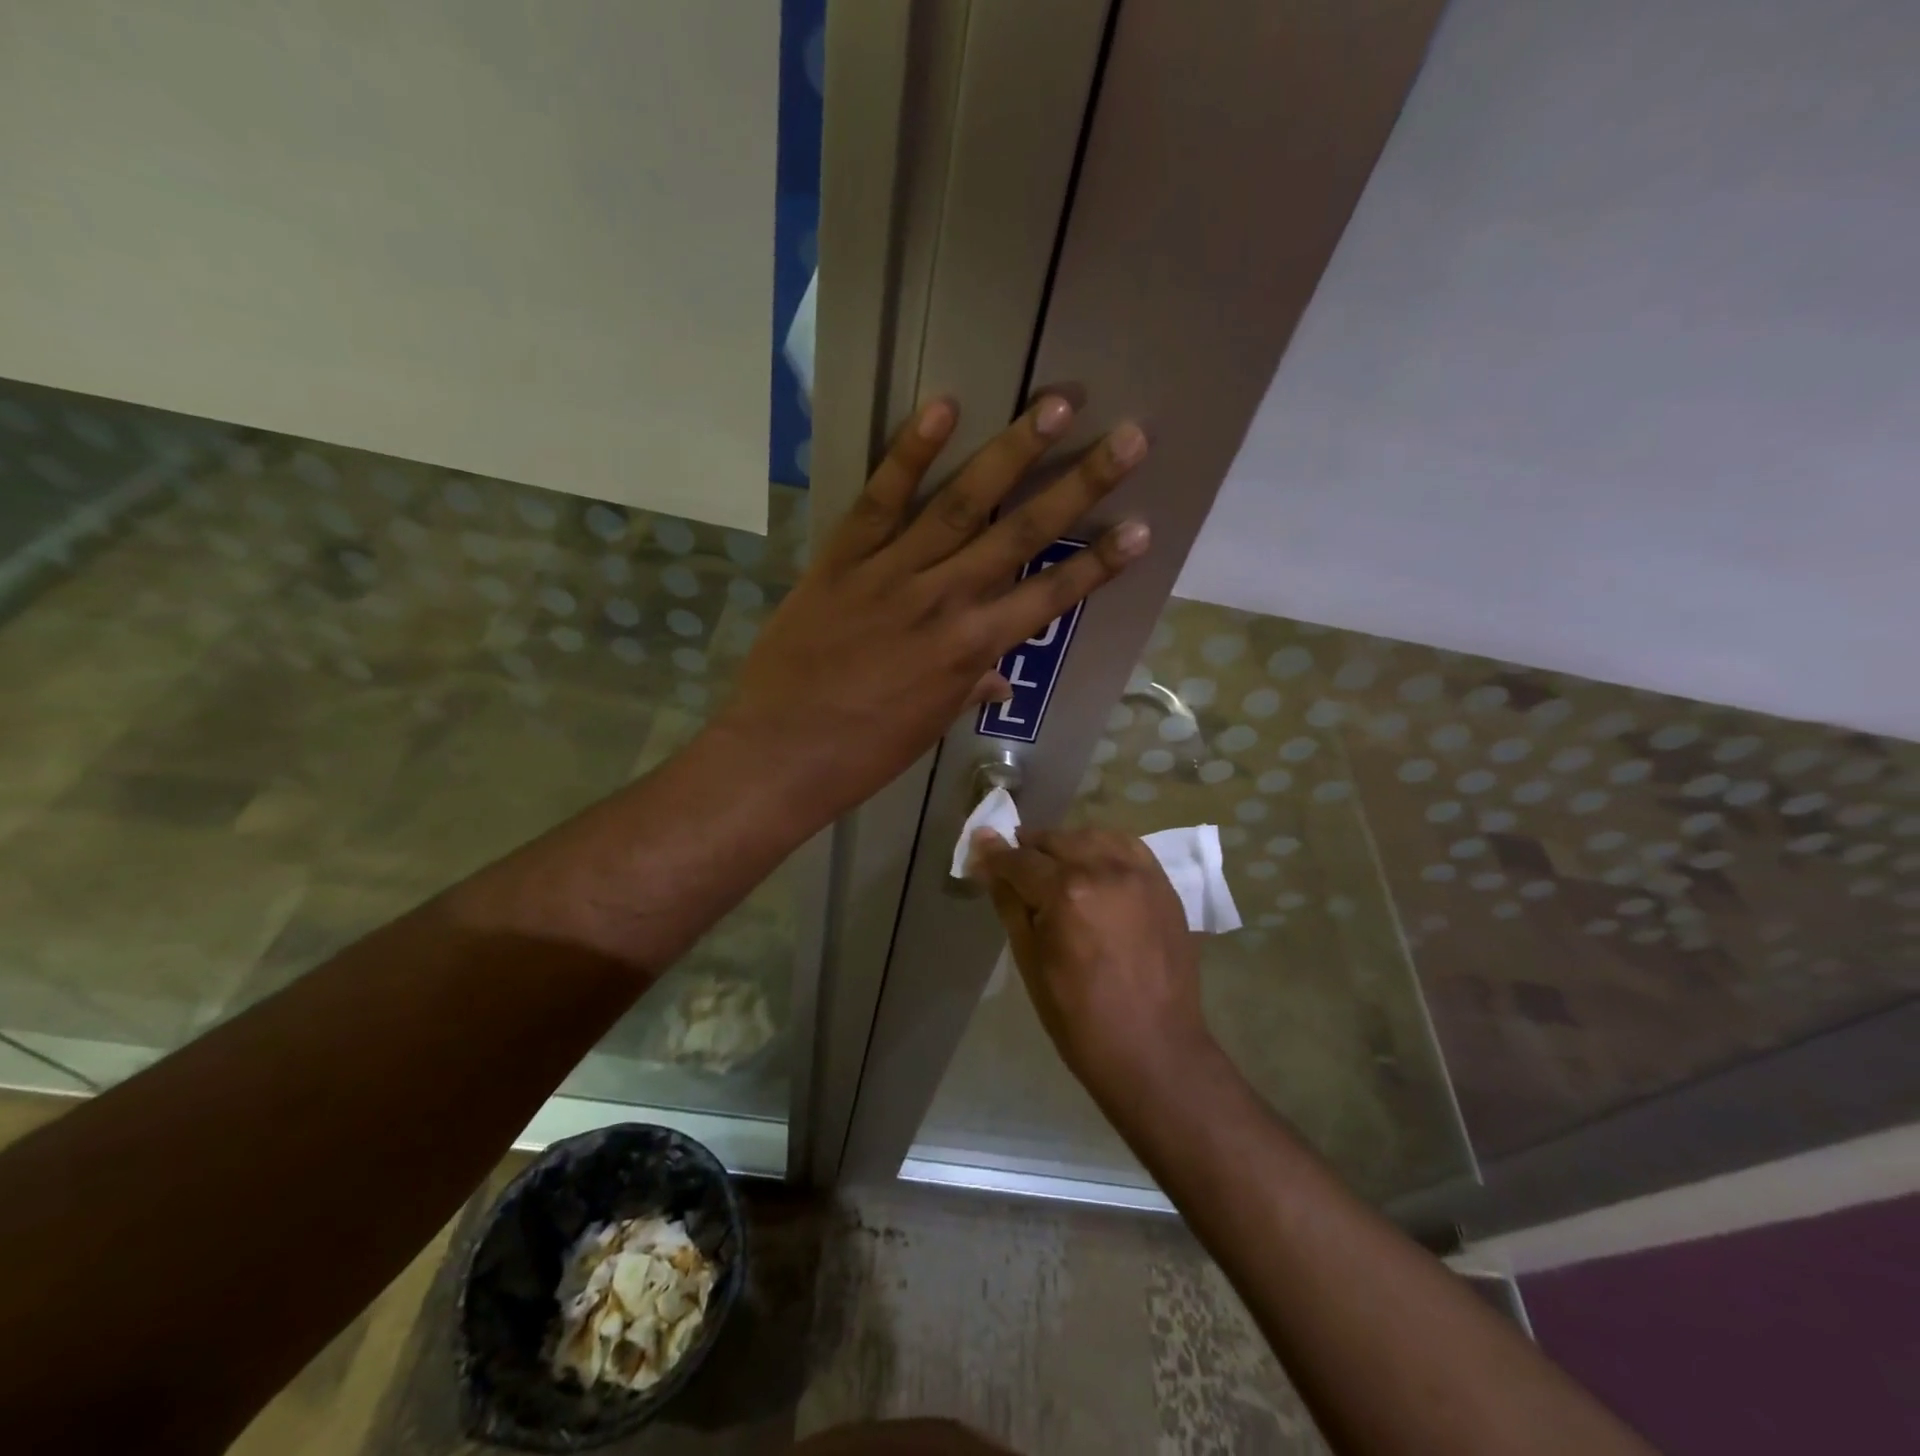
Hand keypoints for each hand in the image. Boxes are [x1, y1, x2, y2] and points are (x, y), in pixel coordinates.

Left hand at [719, 396, 1149, 817]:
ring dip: (1013, 450)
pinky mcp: (843, 558)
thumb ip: (967, 687)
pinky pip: (880, 498)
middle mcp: (945, 600)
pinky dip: (910, 453)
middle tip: (1128, 437)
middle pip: (1022, 534)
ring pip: (962, 503)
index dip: (1099, 563)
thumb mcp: (928, 724)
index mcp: (971, 649)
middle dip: (1081, 484)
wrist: (781, 752)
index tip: (1143, 528)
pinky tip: (943, 407)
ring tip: (1057, 403)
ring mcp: (893, 573)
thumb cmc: (863, 752)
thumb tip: (1000, 678)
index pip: (1049, 597)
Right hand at [970, 827, 1210, 1089]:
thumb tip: (986, 861)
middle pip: (1055, 840)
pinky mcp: (1163, 884)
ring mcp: (1139, 874)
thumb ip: (1009, 903)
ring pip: (1092, 836)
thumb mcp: (1030, 962)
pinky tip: (1094, 865)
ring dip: (1066, 845)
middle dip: (1029, 850)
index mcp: (1066, 893)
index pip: (1019, 860)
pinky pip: (1128, 846)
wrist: (1154, 1050)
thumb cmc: (1080, 1018)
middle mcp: (1104, 870)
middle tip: (1015, 870)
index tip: (979, 853)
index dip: (995, 856)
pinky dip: (1104, 847)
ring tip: (1054, 867)